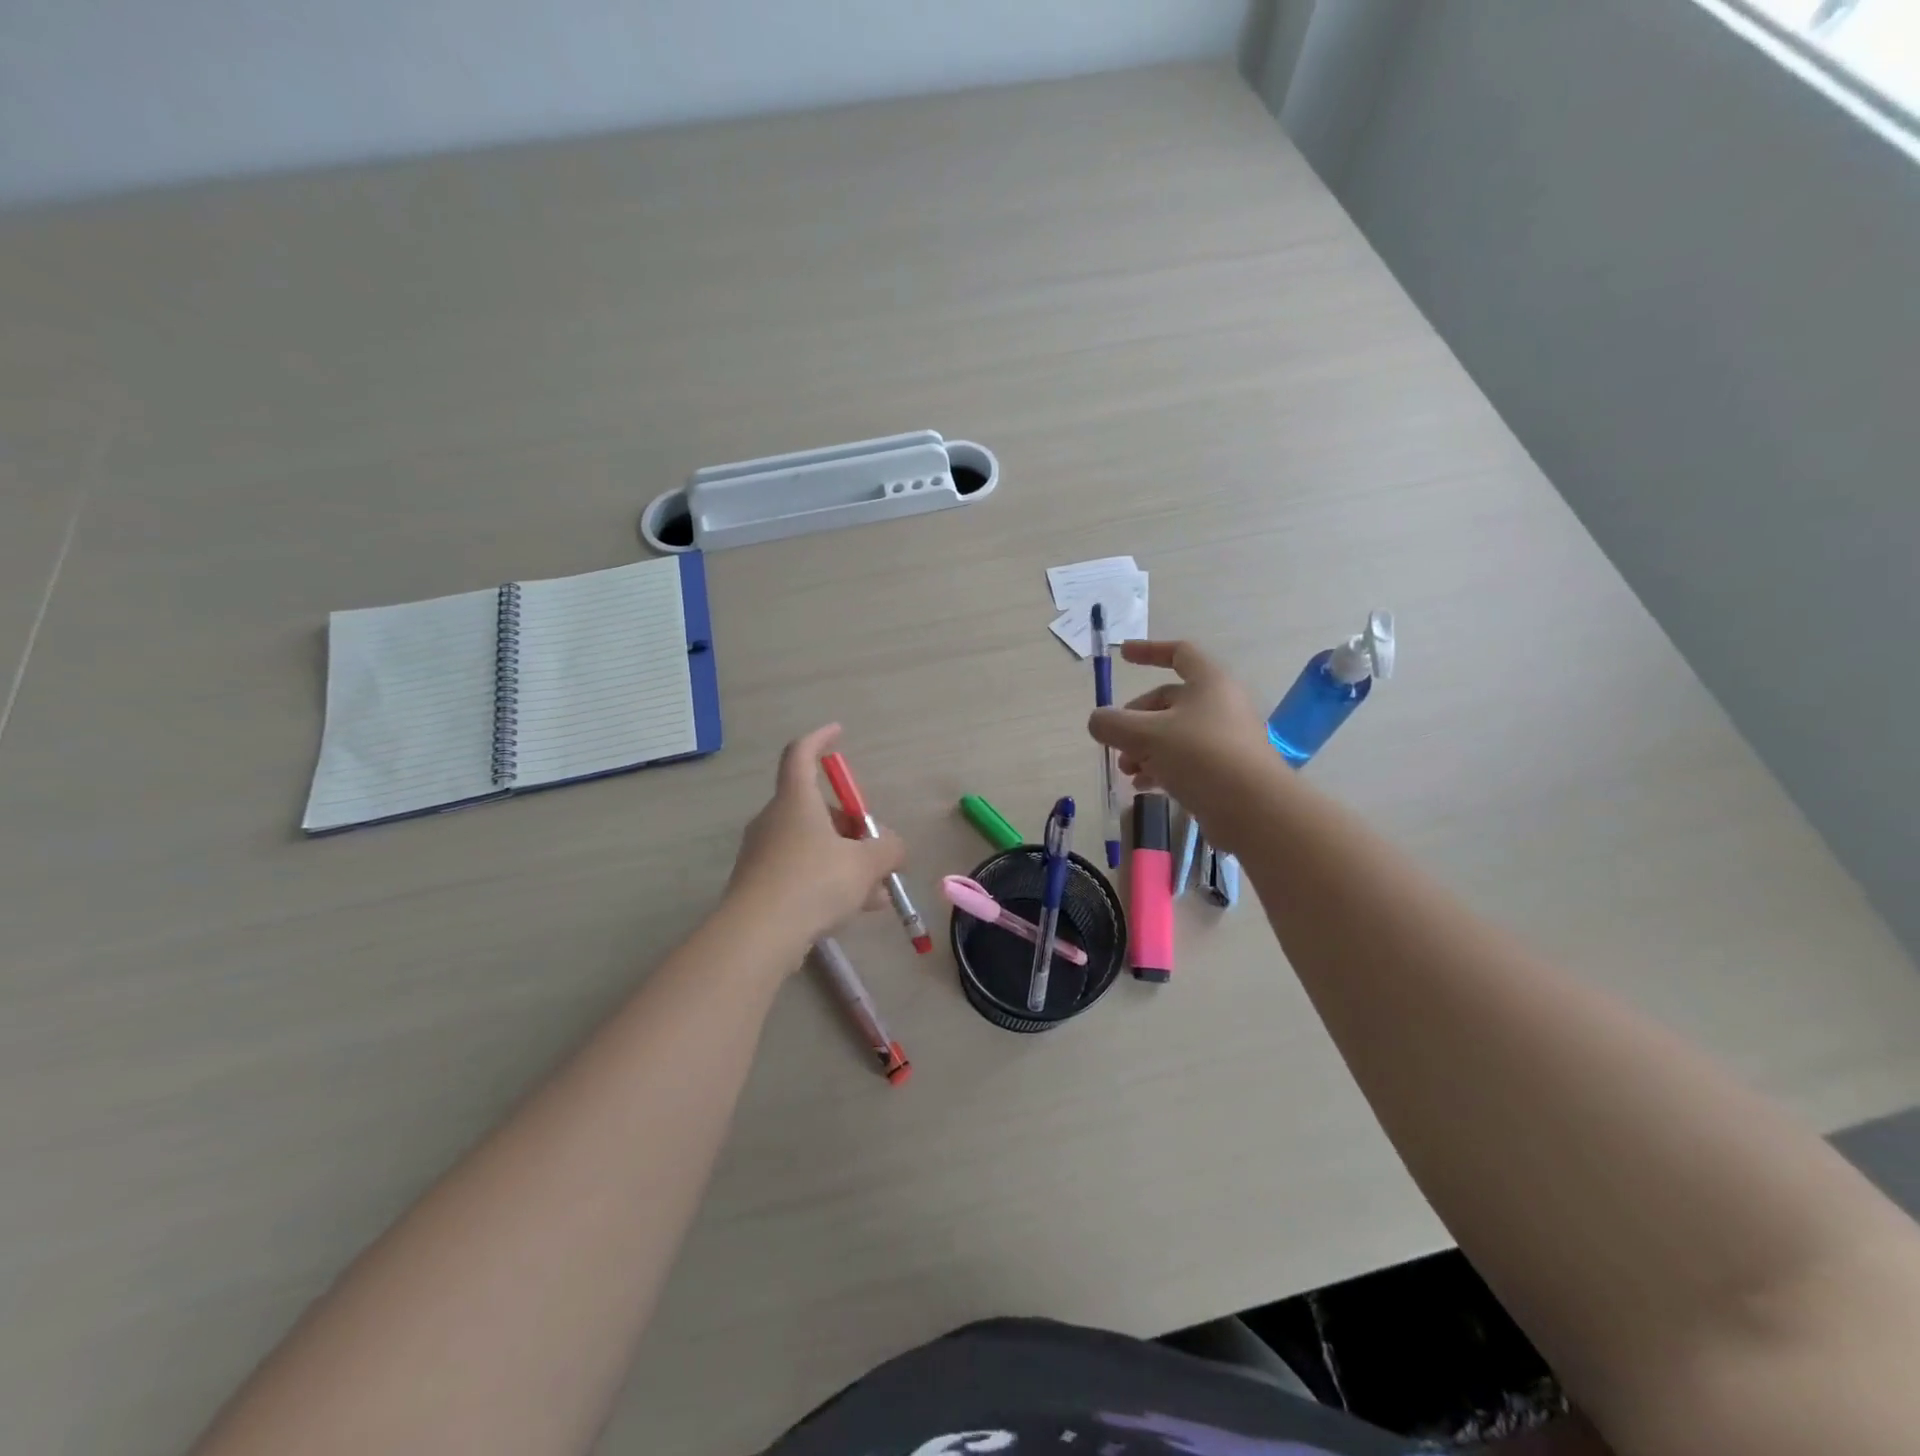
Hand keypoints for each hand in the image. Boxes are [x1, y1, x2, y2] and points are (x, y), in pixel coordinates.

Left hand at [726, 724, 906, 953]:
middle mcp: (774, 819)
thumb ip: (888, 849)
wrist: (756, 936)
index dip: (820, 739)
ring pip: (812, 845)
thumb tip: (893, 846)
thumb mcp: (865, 864)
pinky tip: (854, 910)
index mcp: (796, 800)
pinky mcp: (758, 885)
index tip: (838, 732)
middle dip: (851, 826)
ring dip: (845, 860)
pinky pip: (800, 872)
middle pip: (816, 809)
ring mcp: (762, 853)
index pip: (801, 753)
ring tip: (877, 891)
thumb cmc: (813, 883)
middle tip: (877, 850)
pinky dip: (827, 881)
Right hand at [1087, 640, 1276, 853]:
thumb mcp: (1146, 735)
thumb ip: (1113, 724)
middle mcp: (1220, 705)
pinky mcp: (1226, 770)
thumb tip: (1098, 721)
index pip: (1179, 653)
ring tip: (1127, 770)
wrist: (1254, 809)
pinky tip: (1143, 786)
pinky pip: (1187, 760)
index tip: (1122, 656)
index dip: (1148, 651)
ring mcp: (1226, 739)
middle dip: (1135, 720)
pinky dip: (1162, 768)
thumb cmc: (1200, 756)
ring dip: (1144, 748)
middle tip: (1116, 742)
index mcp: (1209, 682)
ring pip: (1175, 734)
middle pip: (1169, 701)